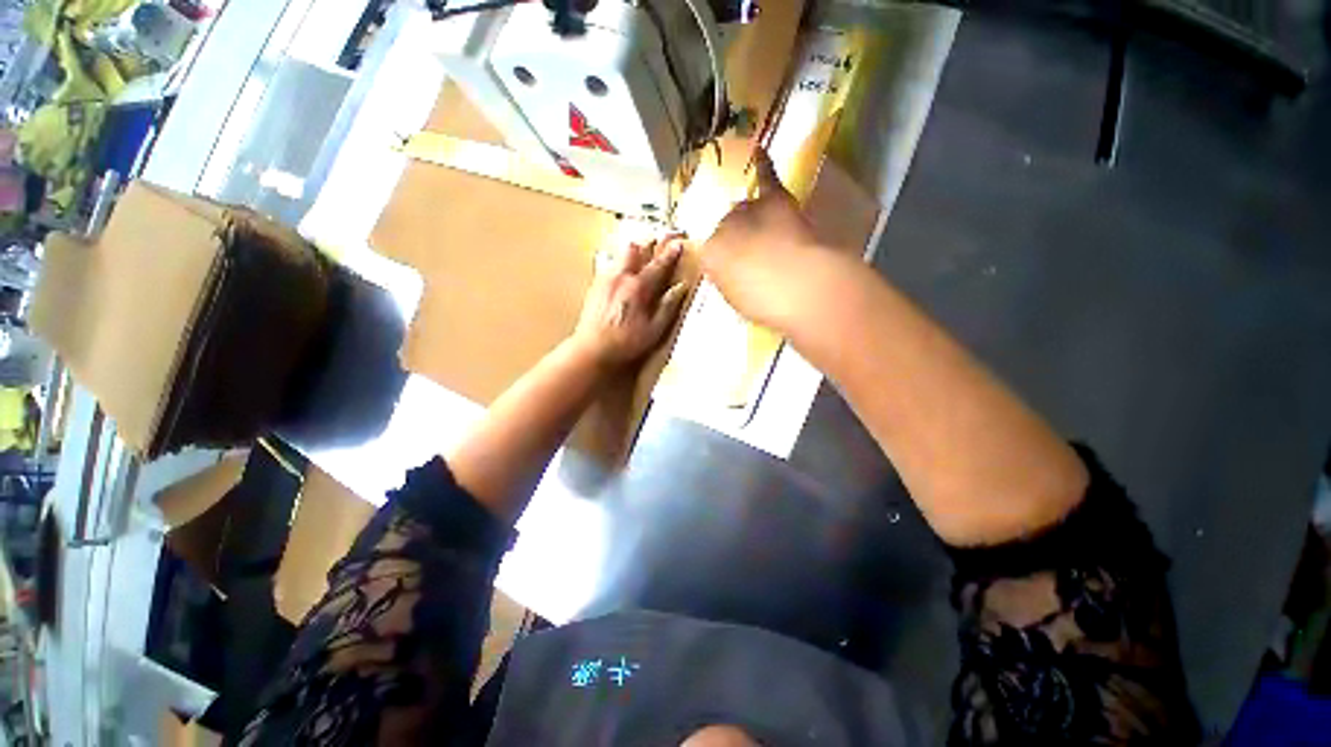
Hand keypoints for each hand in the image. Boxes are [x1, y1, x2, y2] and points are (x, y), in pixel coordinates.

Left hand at [572, 236, 688, 367]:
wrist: (592, 349)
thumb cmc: (625, 343)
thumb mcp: (654, 330)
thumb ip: (668, 306)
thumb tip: (681, 287)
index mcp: (638, 287)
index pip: (659, 264)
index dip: (671, 253)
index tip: (679, 244)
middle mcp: (621, 277)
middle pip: (635, 248)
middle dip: (649, 242)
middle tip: (659, 241)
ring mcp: (605, 279)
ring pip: (620, 254)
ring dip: (633, 251)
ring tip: (641, 253)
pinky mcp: (595, 286)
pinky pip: (609, 265)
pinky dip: (620, 262)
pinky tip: (623, 272)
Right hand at [699, 149, 832, 330]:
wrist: (801, 286)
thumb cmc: (767, 303)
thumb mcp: (738, 299)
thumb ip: (731, 280)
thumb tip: (734, 269)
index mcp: (709, 258)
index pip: (710, 254)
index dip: (726, 265)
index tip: (738, 275)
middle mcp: (721, 229)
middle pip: (725, 229)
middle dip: (736, 242)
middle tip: (754, 261)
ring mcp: (747, 212)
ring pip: (742, 211)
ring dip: (749, 221)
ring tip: (761, 237)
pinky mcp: (775, 201)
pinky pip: (766, 178)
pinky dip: (763, 165)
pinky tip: (758, 149)